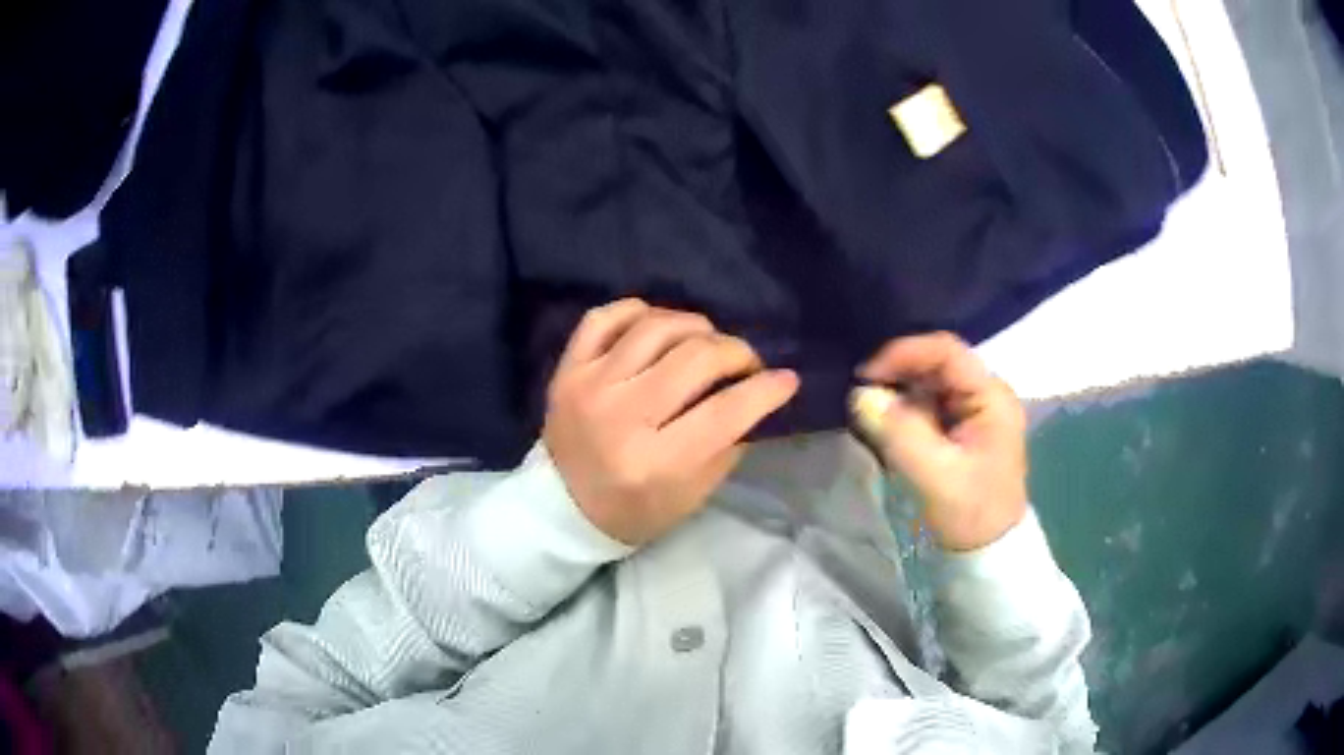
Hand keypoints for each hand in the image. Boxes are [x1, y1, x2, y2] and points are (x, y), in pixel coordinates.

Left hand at [543, 299, 798, 545]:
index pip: (725, 413)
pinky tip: (659, 326)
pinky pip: (605, 317)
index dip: (766, 391)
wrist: (561, 506)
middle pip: (694, 359)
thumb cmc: (633, 510)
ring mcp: (589, 385)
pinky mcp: (568, 368)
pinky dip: (640, 312)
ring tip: (708, 343)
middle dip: (736, 352)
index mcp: (654, 463)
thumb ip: (728, 445)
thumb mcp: (691, 496)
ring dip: (696, 327)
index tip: (787, 380)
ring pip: (655, 327)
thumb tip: (758, 396)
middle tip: (745, 363)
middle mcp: (620, 416)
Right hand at [853, 333, 1027, 550]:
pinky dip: (905, 409)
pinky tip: (887, 423)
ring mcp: (975, 410)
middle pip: (937, 363)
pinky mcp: (962, 427)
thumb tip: (861, 395)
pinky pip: (929, 404)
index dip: (904, 353)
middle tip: (862, 394)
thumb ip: (900, 432)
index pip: (946, 351)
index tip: (866, 375)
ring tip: (870, 410)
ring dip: (899, 391)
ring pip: (930, 382)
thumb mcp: (935, 476)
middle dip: (898, 372)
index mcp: (991, 397)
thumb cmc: (970, 513)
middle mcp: (986, 394)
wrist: (988, 552)